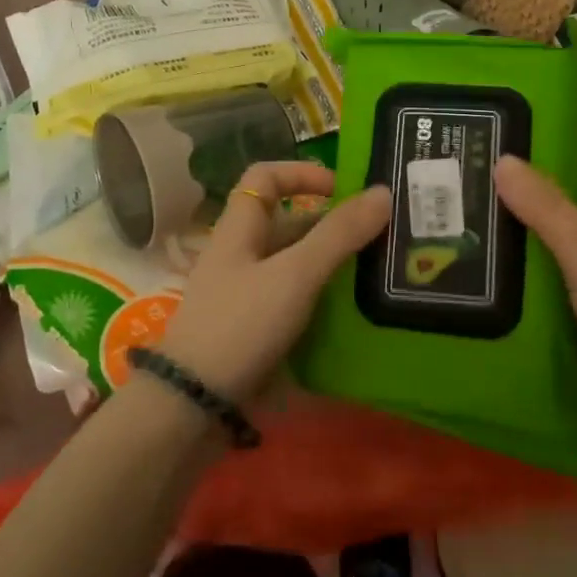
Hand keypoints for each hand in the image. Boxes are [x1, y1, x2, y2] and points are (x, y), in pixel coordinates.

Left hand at [158, 162, 390, 403]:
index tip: (344, 190)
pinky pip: (293, 301)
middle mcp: (241, 256)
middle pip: (287, 224)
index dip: (302, 172)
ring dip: (331, 265)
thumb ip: (338, 235)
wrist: (193, 404)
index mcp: (240, 229)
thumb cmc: (241, 325)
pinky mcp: (253, 330)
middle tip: (381, 238)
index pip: (265, 177)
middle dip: (332, 226)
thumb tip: (383, 192)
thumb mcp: (294, 275)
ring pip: (293, 265)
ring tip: (379, 275)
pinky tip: (353, 314)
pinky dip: (321, 301)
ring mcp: (245, 295)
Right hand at [493, 151, 576, 452]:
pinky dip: (527, 288)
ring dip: (525, 247)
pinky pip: (556, 297)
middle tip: (477, 189)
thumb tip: (503, 160)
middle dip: (535, 202)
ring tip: (467, 228)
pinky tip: (484, 281)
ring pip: (563, 257)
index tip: (519, 150)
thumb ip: (548, 212)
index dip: (572, 157)